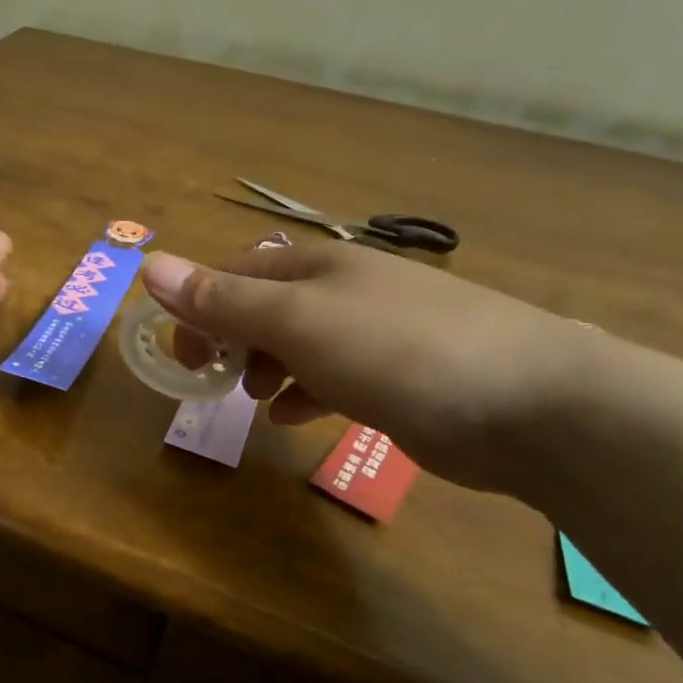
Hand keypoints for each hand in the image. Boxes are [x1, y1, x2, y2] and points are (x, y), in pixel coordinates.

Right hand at [139, 240, 594, 491]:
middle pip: (266, 307)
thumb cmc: (396, 350)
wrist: (532, 406)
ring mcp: (376, 334)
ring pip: (298, 344)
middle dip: (231, 340)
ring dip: (264, 368)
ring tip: (254, 399)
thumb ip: (221, 299)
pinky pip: (332, 377)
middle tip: (213, 379)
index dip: (199, 306)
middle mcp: (345, 290)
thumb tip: (149, 265)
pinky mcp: (400, 377)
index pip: (237, 272)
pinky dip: (304, 393)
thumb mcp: (295, 322)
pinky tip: (294, 417)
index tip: (182, 352)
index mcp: (318, 265)